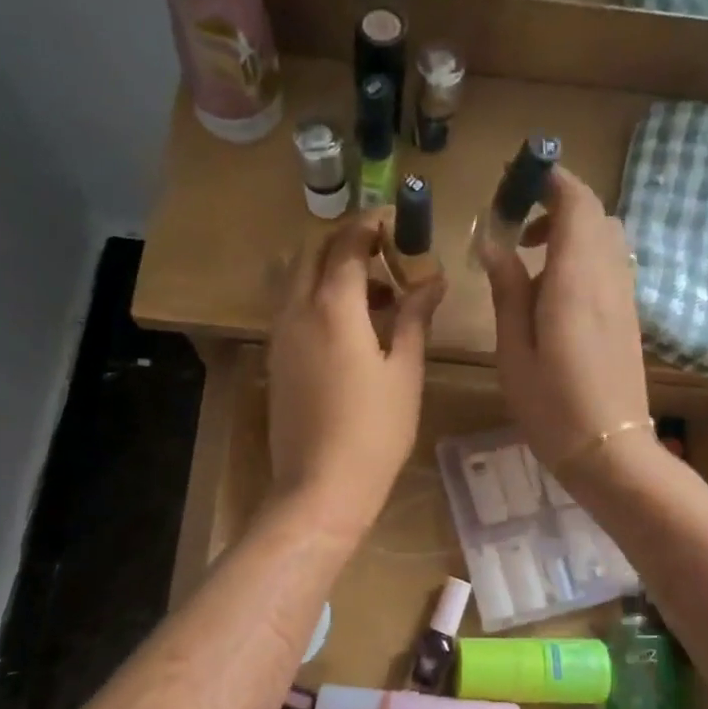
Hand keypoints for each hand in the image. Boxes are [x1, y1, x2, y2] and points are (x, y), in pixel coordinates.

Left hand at [268, 216, 444, 538]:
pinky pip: (291, 308)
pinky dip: (316, 298)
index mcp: (333, 307)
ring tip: (373, 295)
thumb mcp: (405, 371)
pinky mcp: (275, 359)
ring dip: (328, 270)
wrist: (320, 486)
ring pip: (296, 279)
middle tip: (383, 254)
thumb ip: (415, 317)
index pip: (347, 245)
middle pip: (311, 252)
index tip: (394, 222)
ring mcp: (280, 336)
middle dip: (344, 241)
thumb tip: (432, 279)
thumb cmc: (375, 431)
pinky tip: (348, 327)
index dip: (370, 226)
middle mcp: (297, 311)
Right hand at [486, 169, 652, 478]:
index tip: (517, 180)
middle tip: (516, 222)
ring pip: (605, 239)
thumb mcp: (514, 350)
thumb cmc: (552, 406)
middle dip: (557, 204)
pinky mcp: (628, 317)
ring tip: (529, 257)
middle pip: (595, 215)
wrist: (610, 451)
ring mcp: (624, 297)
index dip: (552, 180)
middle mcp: (608, 278)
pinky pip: (608, 266)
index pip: (577, 202)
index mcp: (576, 279)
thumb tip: (495, 243)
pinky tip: (552, 292)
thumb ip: (507, 290)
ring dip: (571, 231)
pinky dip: (582, 257)